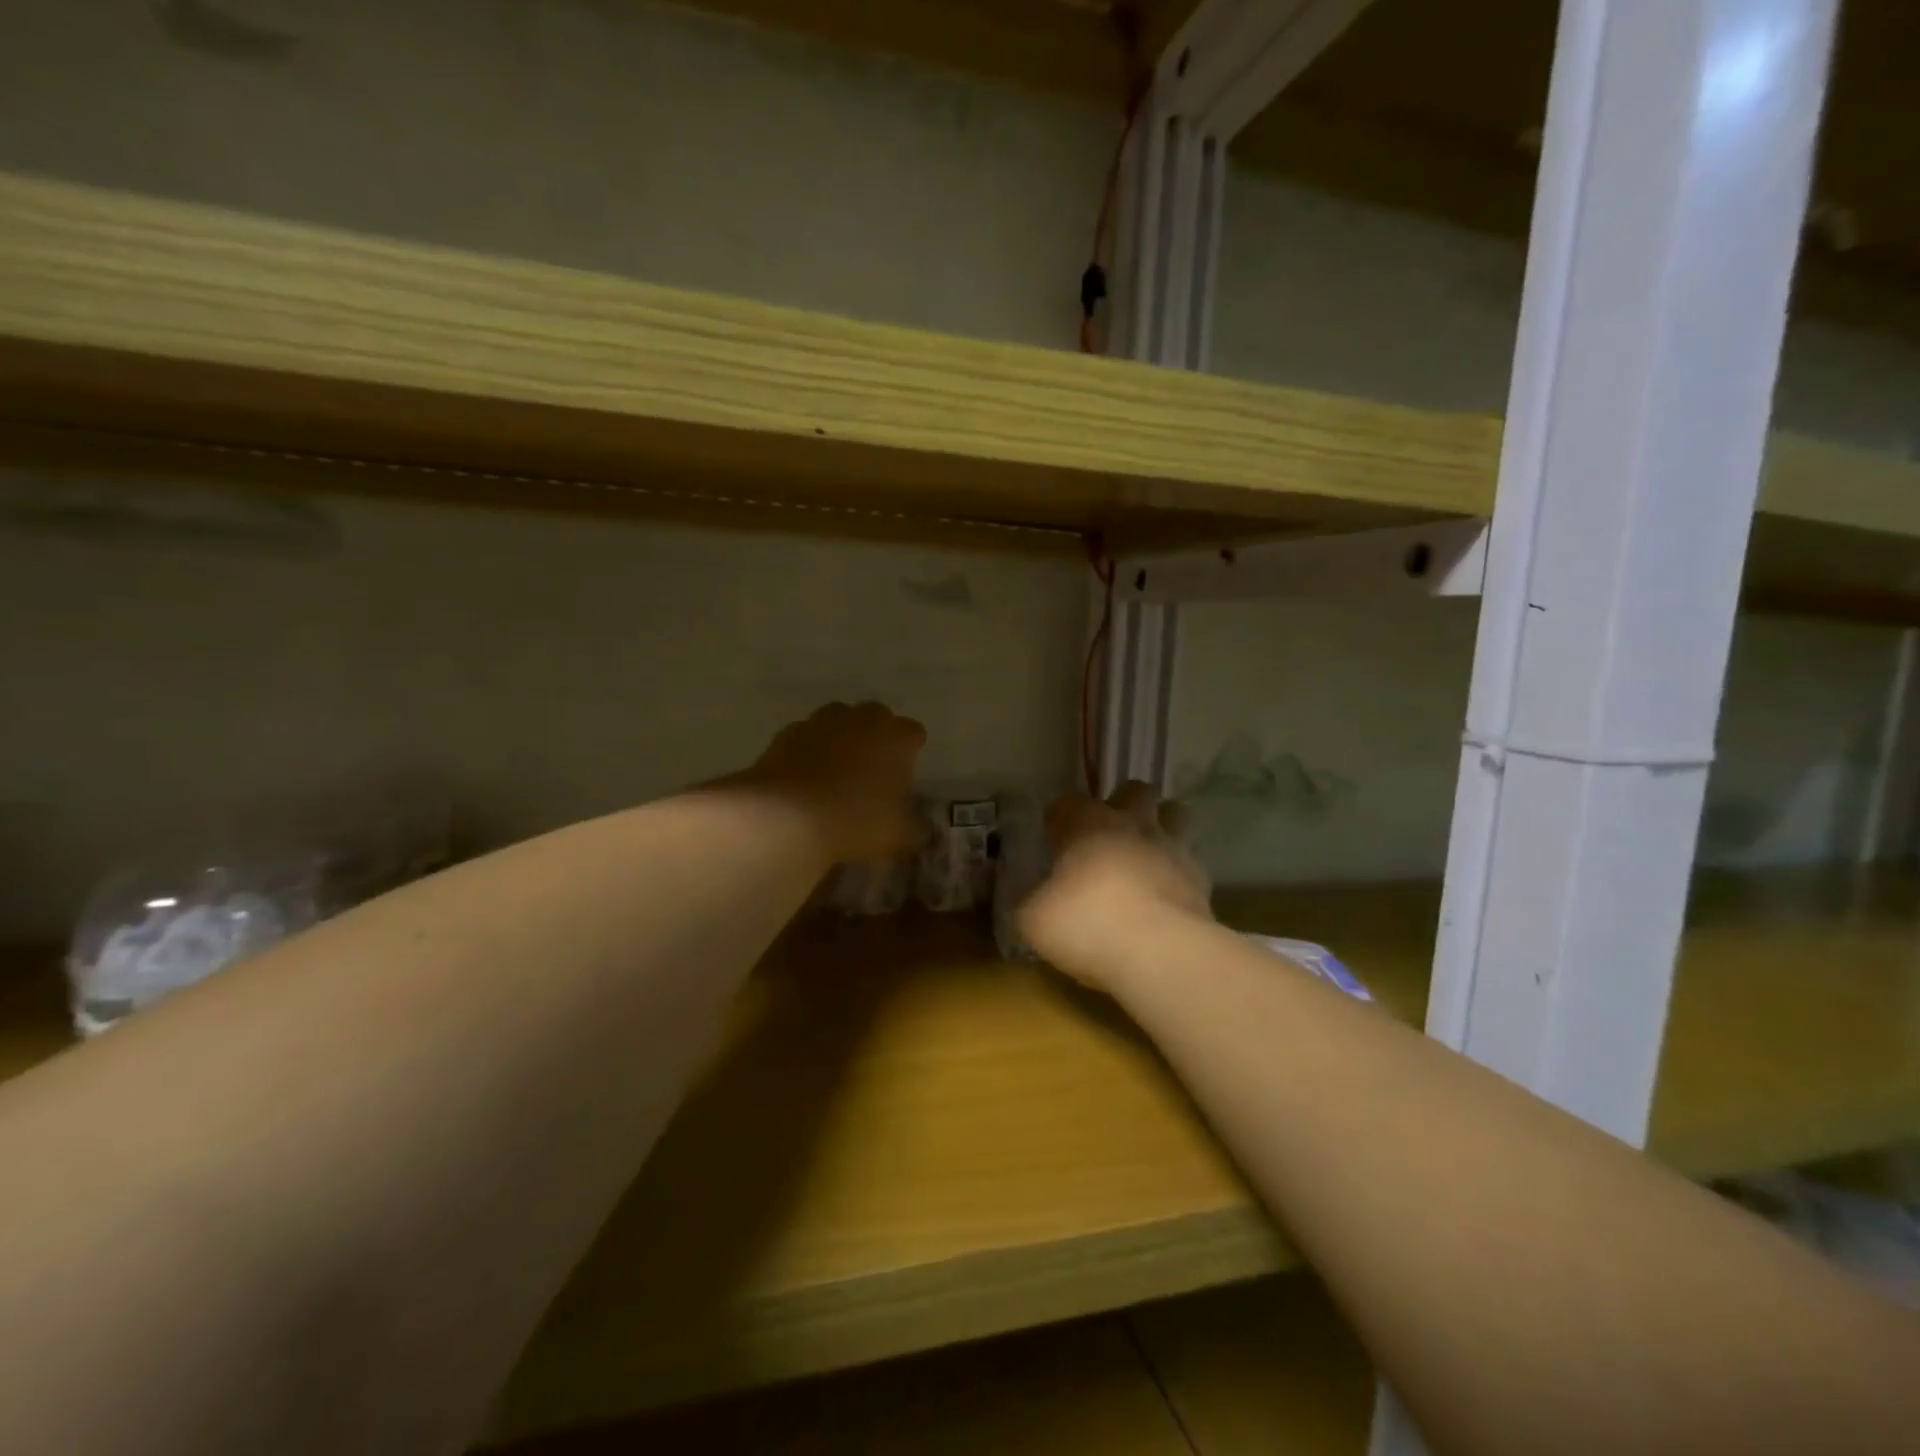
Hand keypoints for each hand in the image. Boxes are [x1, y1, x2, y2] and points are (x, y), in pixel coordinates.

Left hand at [731, 702, 926, 863]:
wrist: (788, 815)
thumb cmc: (857, 819)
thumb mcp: (898, 835)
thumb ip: (917, 830)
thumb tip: (927, 832)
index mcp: (896, 737)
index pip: (913, 733)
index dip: (910, 752)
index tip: (903, 775)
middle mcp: (862, 719)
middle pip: (876, 716)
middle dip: (876, 736)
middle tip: (871, 770)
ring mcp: (822, 722)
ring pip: (838, 720)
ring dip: (841, 738)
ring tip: (836, 771)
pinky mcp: (788, 733)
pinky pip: (806, 736)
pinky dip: (808, 750)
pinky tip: (805, 777)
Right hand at [1018, 781, 1210, 993]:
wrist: (1161, 952)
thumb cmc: (1087, 923)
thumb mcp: (1034, 920)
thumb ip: (1028, 904)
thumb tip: (1027, 902)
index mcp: (1087, 825)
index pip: (1068, 803)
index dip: (1059, 818)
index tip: (1053, 839)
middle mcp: (1132, 826)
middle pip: (1135, 790)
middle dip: (1124, 803)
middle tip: (1109, 835)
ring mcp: (1172, 849)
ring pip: (1176, 814)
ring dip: (1162, 826)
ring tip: (1146, 854)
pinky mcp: (1201, 881)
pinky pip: (1190, 864)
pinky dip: (1178, 874)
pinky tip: (1166, 897)